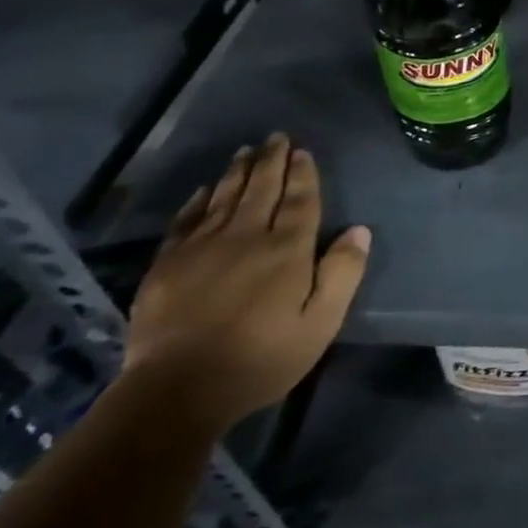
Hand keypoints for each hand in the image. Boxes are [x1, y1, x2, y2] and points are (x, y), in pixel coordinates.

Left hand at [123, 135, 370, 431]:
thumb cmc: (262, 358)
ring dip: (238, 172)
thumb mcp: (321, 323)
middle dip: (271, 161)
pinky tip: (204, 190)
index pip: (300, 200)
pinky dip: (198, 201)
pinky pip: (186, 221)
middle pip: (262, 189)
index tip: (302, 152)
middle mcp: (247, 237)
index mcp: (287, 249)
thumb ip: (342, 273)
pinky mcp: (168, 265)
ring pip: (225, 197)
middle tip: (275, 137)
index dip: (303, 174)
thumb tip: (359, 230)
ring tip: (245, 151)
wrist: (177, 390)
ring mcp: (203, 248)